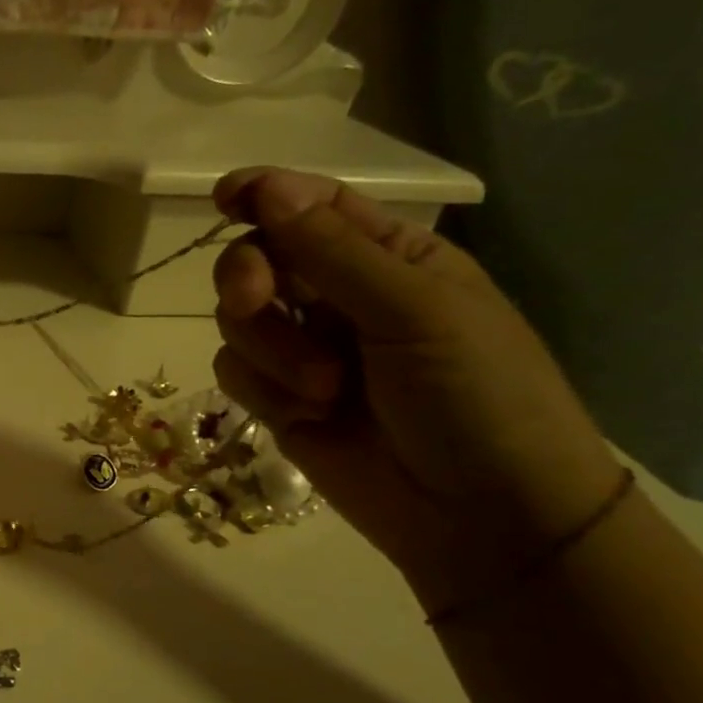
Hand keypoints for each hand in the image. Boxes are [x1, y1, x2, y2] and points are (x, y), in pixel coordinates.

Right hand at [210, 168, 623, 613]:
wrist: (479, 516)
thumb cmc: (475, 397)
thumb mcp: (415, 310)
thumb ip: (332, 250)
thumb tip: (264, 186)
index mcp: (390, 258)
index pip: (314, 207)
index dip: (265, 194)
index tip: (224, 196)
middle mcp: (339, 297)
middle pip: (258, 259)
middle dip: (248, 276)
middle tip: (257, 298)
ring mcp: (304, 350)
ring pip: (237, 319)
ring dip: (270, 348)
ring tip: (323, 389)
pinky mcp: (278, 400)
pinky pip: (234, 370)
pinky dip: (261, 388)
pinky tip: (305, 414)